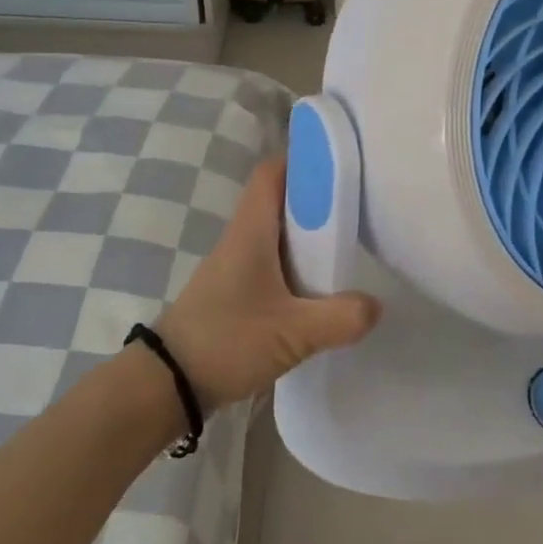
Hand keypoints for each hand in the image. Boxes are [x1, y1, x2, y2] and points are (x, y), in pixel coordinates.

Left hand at [158, 157, 379, 407]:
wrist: (167, 384)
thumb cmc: (226, 341)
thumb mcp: (292, 333)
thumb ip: (340, 318)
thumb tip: (376, 306)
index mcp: (251, 231)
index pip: (272, 173)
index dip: (303, 159)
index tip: (341, 162)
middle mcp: (242, 239)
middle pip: (281, 200)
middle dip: (318, 197)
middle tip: (360, 203)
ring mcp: (237, 266)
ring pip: (279, 233)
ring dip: (310, 233)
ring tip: (351, 240)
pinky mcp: (237, 292)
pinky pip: (274, 262)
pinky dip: (299, 263)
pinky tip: (323, 285)